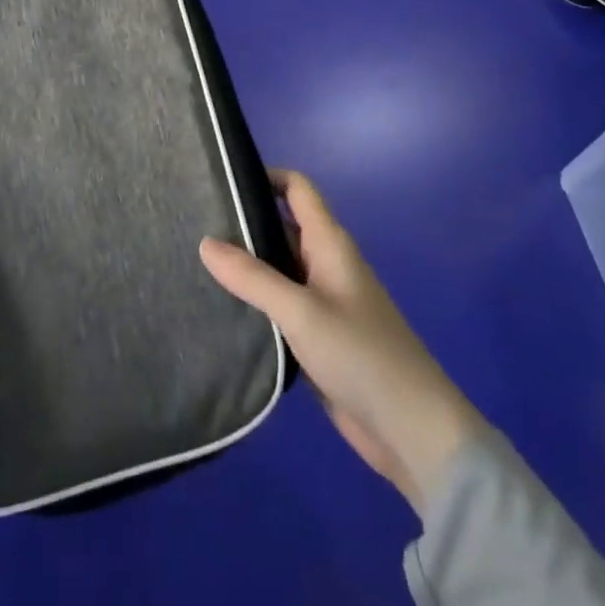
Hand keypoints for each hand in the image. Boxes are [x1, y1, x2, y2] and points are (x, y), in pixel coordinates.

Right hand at [200, 170, 484, 516]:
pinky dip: (255, 300)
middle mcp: (325, 263)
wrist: (412, 430)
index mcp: (330, 244)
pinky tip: (221, 307)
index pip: (297, 189)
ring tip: (194, 260)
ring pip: (278, 267)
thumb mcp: (302, 312)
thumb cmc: (361, 355)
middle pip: (282, 226)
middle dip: (244, 221)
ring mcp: (322, 301)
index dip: (265, 176)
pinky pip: (280, 305)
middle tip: (192, 221)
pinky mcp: (317, 336)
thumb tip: (205, 242)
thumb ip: (253, 278)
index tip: (222, 177)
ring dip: (246, 264)